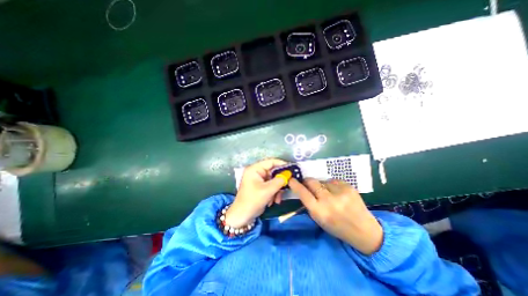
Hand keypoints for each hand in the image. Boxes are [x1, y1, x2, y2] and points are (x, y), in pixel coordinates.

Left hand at [225, 159, 287, 227]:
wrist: (242, 216)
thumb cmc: (252, 201)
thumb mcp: (268, 190)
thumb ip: (279, 181)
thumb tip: (288, 175)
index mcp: (255, 169)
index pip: (270, 162)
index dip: (281, 164)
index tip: (291, 169)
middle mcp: (256, 172)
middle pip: (273, 172)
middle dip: (279, 181)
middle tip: (287, 186)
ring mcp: (258, 180)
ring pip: (273, 180)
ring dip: (277, 190)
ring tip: (277, 199)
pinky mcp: (260, 187)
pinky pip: (271, 186)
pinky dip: (274, 193)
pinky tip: (273, 201)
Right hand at [289, 179, 383, 253]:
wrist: (364, 231)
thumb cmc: (337, 227)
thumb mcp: (319, 219)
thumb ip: (309, 203)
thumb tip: (302, 188)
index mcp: (319, 211)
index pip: (303, 193)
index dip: (295, 184)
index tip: (291, 179)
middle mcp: (329, 200)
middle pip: (312, 182)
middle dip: (307, 181)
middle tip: (307, 183)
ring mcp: (340, 192)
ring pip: (322, 181)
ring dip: (322, 185)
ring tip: (328, 194)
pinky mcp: (349, 187)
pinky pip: (333, 181)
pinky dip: (332, 186)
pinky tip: (338, 193)